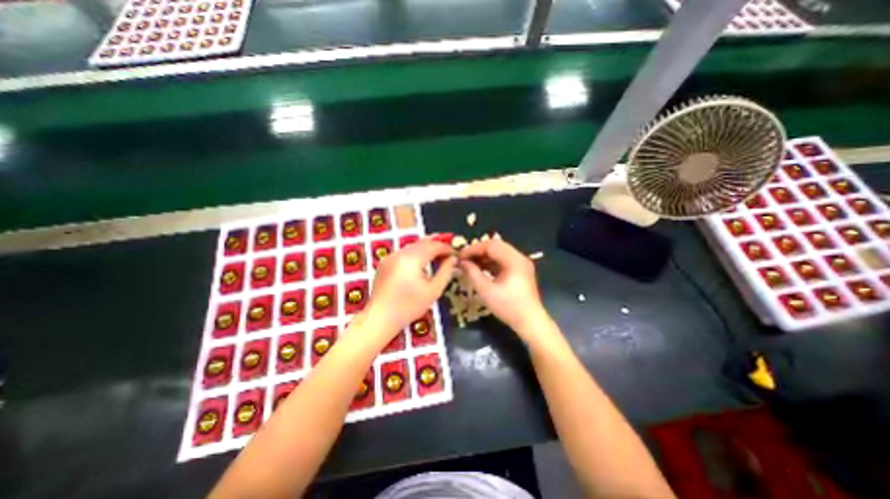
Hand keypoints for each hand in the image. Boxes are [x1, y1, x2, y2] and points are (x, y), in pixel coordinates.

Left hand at [364, 237, 454, 338]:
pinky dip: (415, 254)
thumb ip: (445, 272)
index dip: (446, 248)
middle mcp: (400, 253)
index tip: (455, 255)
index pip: (434, 246)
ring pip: (412, 246)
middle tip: (447, 255)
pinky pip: (404, 252)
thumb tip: (452, 259)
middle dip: (436, 246)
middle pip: (422, 243)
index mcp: (412, 258)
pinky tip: (419, 264)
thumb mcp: (433, 291)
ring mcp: (390, 257)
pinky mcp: (385, 262)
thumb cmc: (409, 306)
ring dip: (425, 249)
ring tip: (436, 258)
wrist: (380, 318)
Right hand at [462, 240, 552, 340]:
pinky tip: (480, 268)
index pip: (491, 245)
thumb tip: (462, 262)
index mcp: (514, 260)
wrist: (530, 322)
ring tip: (470, 263)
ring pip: (499, 252)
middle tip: (464, 258)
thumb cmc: (508, 307)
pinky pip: (503, 259)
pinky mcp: (520, 270)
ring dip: (484, 256)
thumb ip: (472, 273)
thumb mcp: (486, 291)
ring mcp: (521, 263)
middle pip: (496, 245)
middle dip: (478, 251)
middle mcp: (519, 257)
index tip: (460, 256)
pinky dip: (491, 262)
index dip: (473, 249)